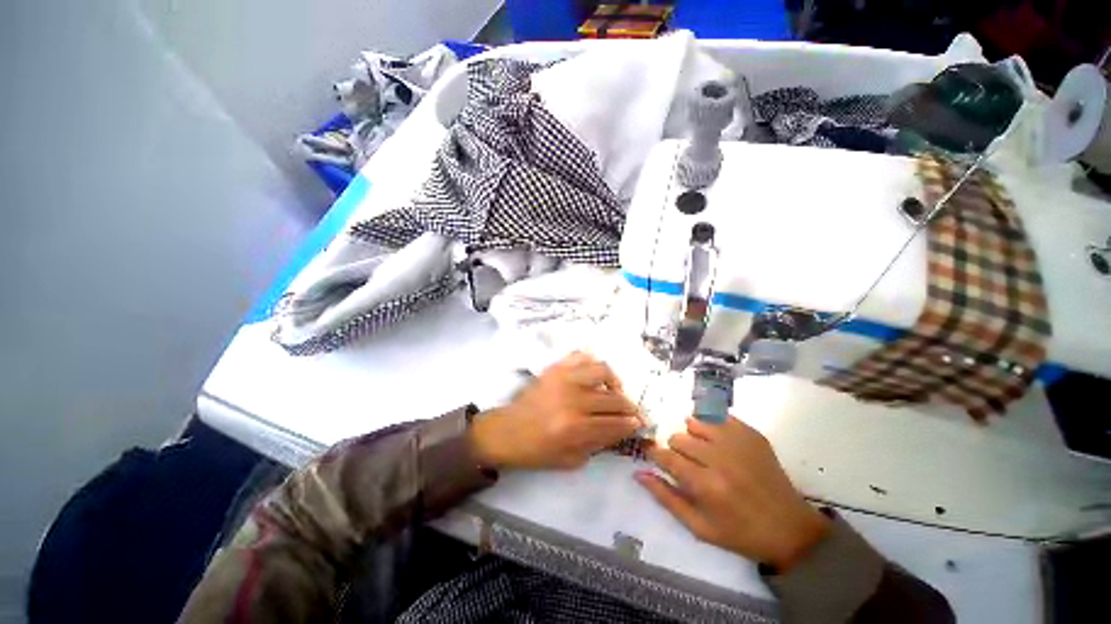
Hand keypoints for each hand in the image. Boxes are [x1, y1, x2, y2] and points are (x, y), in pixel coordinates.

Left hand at [469, 352, 642, 470]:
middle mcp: (572, 398)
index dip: (631, 425)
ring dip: (614, 381)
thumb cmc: (536, 450)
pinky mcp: (554, 368)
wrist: (507, 431)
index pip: (614, 423)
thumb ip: (598, 444)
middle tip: (632, 412)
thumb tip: (620, 430)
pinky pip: (580, 356)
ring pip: (601, 370)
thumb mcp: (570, 459)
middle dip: (629, 407)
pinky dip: (591, 363)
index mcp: (574, 427)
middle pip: (613, 398)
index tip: (639, 425)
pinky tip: (593, 376)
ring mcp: (563, 378)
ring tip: (613, 390)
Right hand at [637, 416, 828, 571]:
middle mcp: (720, 458)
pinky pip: (718, 416)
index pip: (666, 457)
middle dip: (676, 449)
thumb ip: (666, 498)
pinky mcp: (752, 434)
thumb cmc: (741, 534)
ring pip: (695, 422)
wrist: (791, 529)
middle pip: (679, 437)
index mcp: (706, 485)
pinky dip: (711, 426)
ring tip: (703, 451)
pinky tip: (718, 441)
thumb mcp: (699, 527)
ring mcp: (738, 442)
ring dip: (693, 436)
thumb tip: (639, 473)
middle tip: (687, 463)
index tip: (652, 454)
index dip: (655, 453)